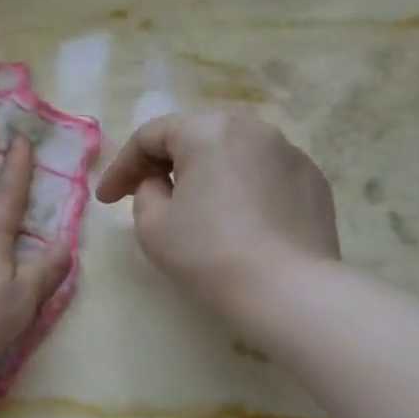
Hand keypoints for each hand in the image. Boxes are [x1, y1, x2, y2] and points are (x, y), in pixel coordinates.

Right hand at [94, 109, 339, 326]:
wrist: (288, 290)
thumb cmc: (208, 253)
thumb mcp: (152, 224)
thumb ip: (145, 191)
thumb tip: (162, 183)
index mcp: (208, 130)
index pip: (150, 137)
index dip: (121, 167)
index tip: (106, 201)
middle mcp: (253, 128)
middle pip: (194, 137)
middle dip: (163, 164)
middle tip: (142, 195)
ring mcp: (290, 152)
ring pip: (231, 154)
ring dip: (204, 174)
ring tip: (190, 206)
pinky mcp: (312, 180)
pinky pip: (262, 175)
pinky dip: (240, 190)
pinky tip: (234, 222)